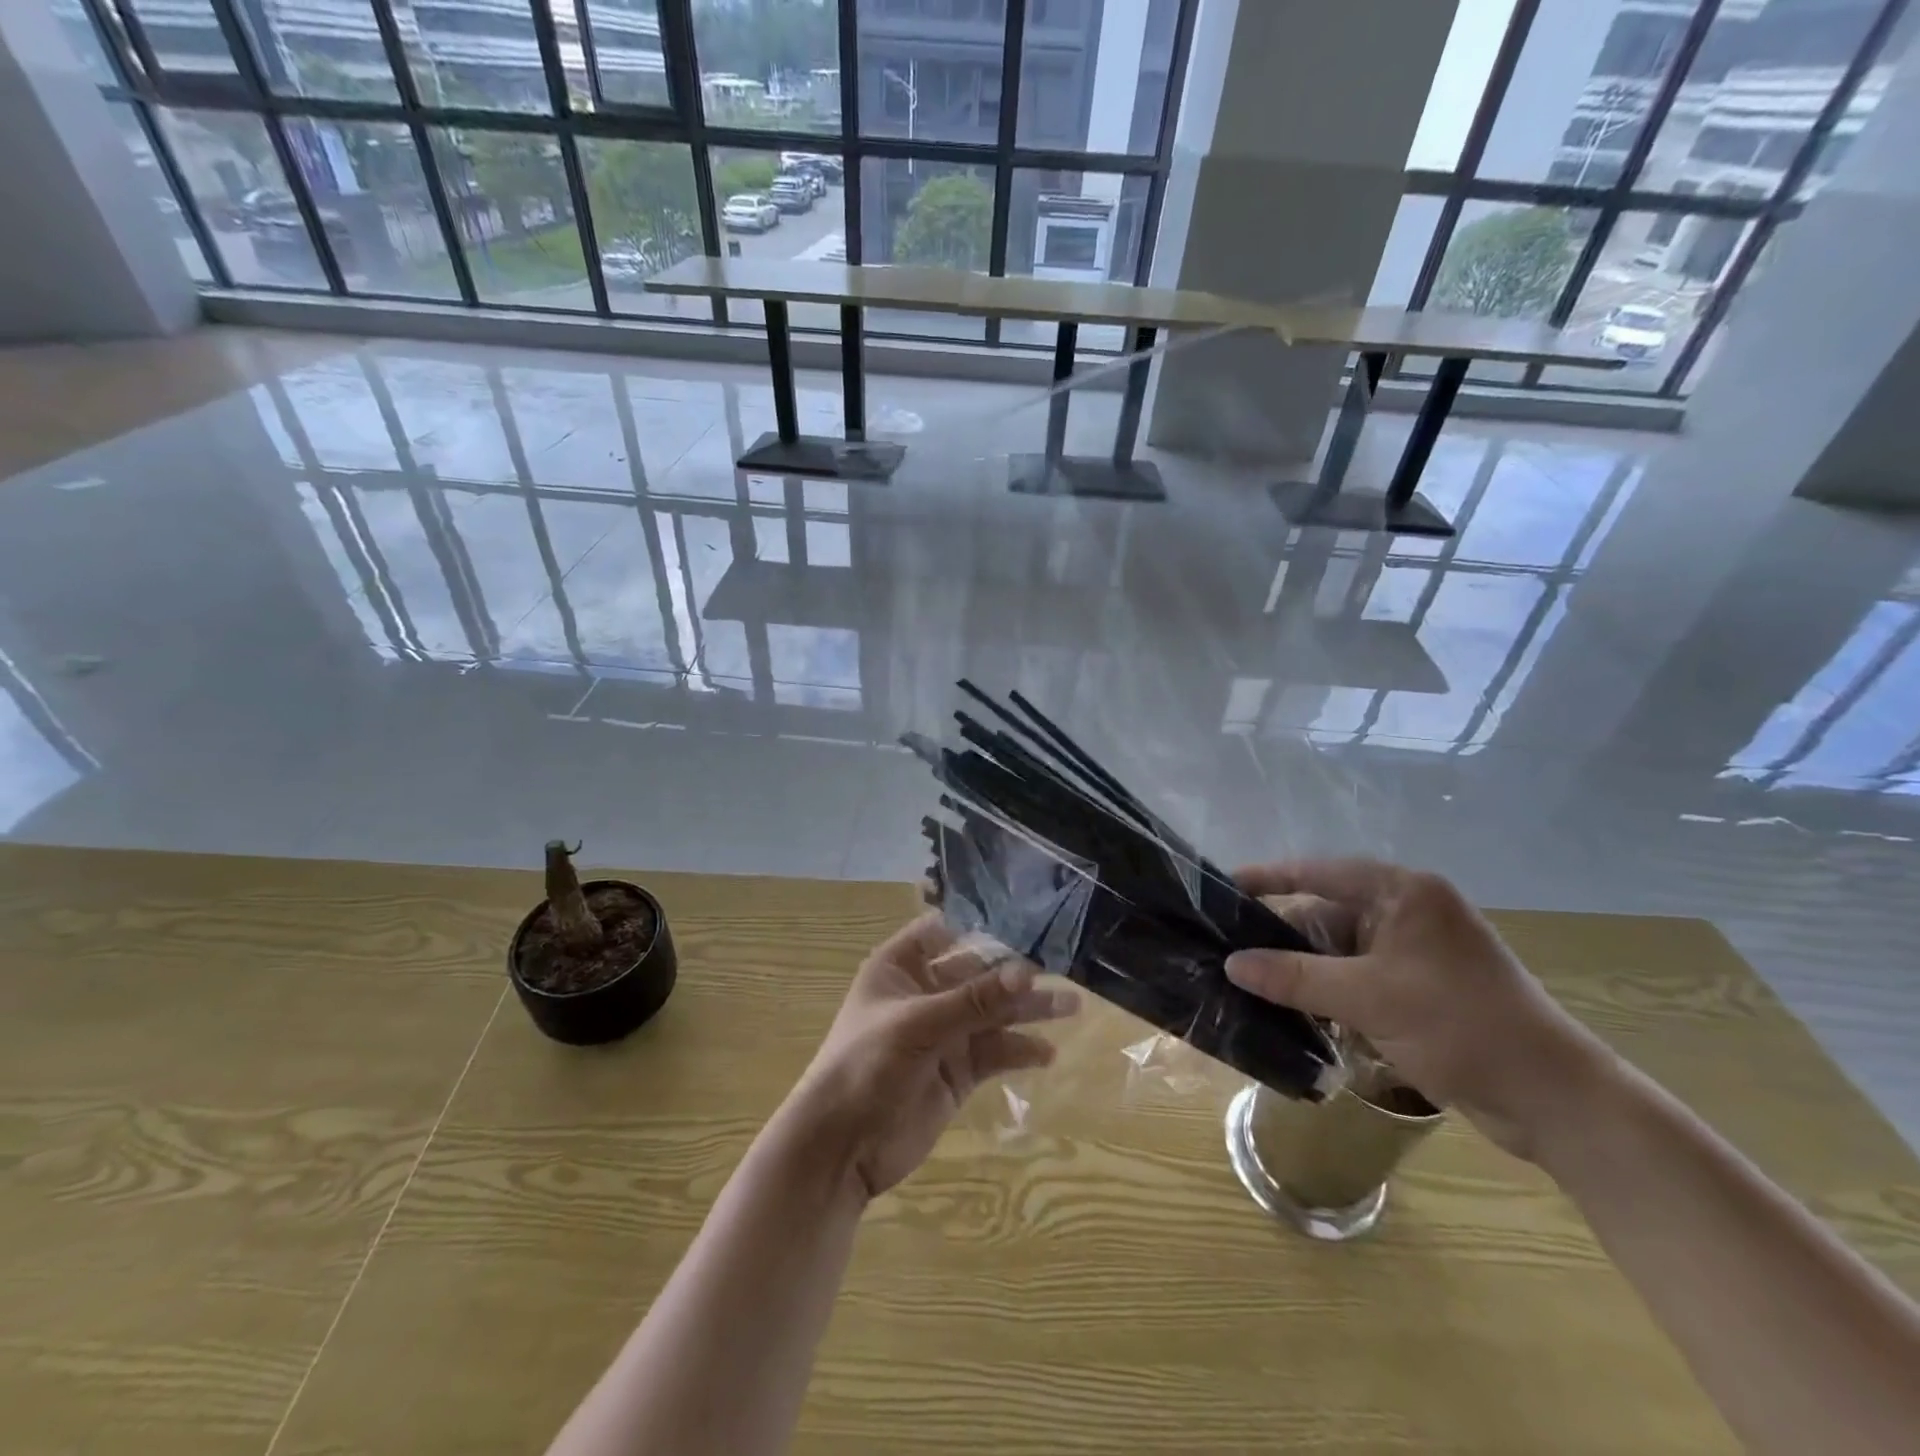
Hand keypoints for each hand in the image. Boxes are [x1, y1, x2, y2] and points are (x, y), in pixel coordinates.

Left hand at [788, 914, 1078, 1200]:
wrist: (841, 1147)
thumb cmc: (866, 1065)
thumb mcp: (918, 1025)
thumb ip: (974, 1000)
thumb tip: (1028, 972)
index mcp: (901, 967)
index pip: (944, 931)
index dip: (981, 926)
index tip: (1027, 921)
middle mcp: (924, 992)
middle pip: (978, 973)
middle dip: (1015, 972)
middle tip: (1061, 968)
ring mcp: (943, 1032)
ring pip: (992, 1013)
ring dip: (1027, 1010)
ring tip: (1071, 1006)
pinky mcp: (958, 1070)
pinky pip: (995, 1051)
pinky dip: (1020, 1050)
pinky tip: (1046, 1052)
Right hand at [1227, 860, 1610, 1159]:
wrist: (1553, 1099)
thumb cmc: (1461, 1026)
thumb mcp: (1369, 997)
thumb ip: (1295, 976)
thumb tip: (1231, 964)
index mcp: (1403, 893)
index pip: (1319, 872)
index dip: (1268, 878)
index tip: (1222, 887)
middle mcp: (1406, 912)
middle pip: (1325, 911)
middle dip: (1279, 932)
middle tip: (1225, 943)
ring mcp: (1412, 952)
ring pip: (1337, 949)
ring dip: (1299, 967)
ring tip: (1243, 977)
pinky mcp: (1416, 988)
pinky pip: (1354, 977)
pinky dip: (1324, 990)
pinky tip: (1286, 1006)